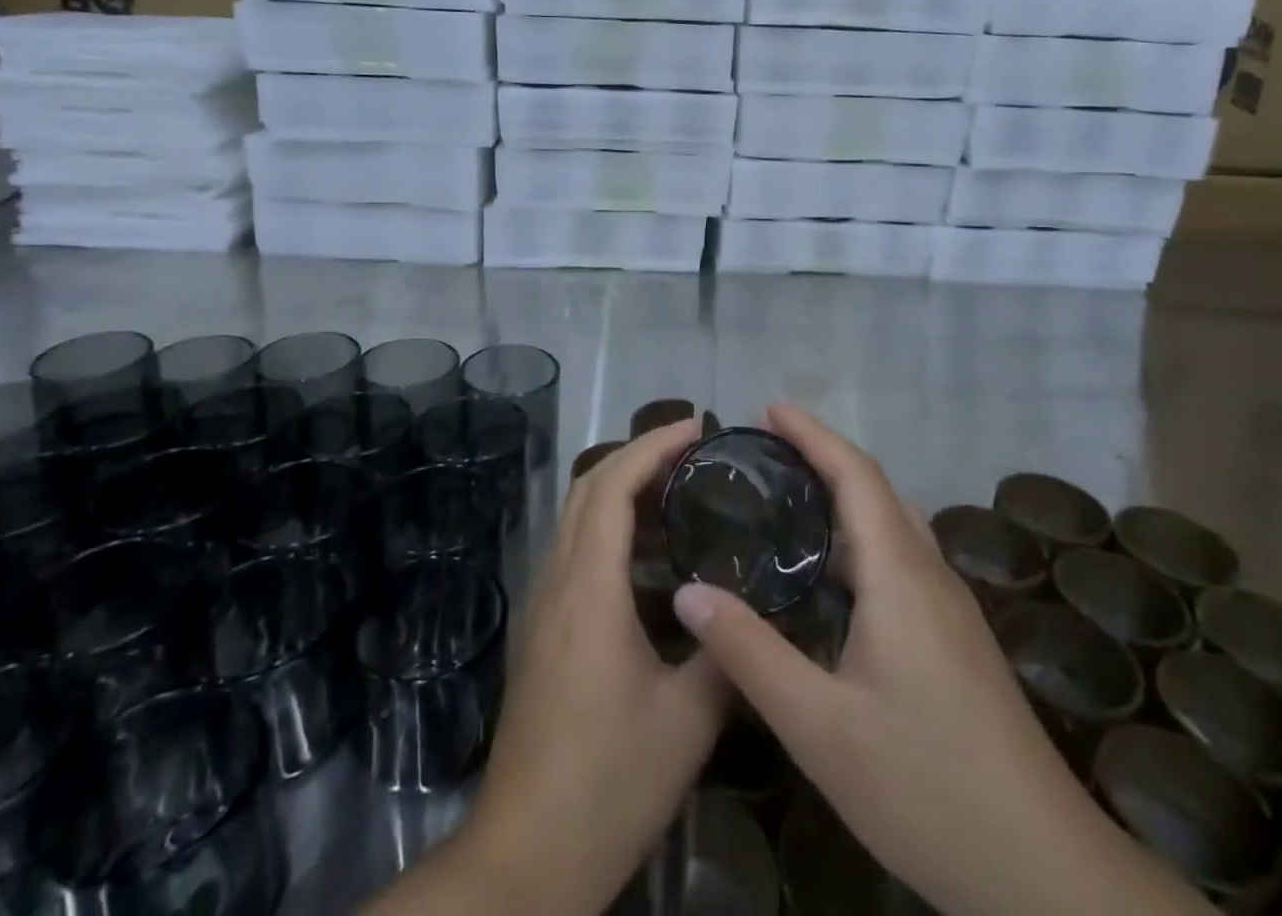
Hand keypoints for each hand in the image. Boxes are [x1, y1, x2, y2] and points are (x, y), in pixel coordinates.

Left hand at [386, 417, 729, 914]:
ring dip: (621, 486)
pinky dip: (610, 523)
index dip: (652, 445)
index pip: (612, 486)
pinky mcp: (544, 629)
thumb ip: (725, 655)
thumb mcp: (686, 722)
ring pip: (577, 516)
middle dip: (637, 454)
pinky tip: (649, 553)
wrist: (526, 855)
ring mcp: (545, 604)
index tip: (696, 426)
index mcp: (589, 590)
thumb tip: (755, 609)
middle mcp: (559, 582)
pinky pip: (575, 548)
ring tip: (678, 488)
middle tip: (692, 449)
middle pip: (588, 488)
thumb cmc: (608, 783)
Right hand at [672, 405, 1211, 915]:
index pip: (856, 475)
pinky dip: (861, 535)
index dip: (813, 434)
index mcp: (900, 576)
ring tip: (790, 497)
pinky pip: (903, 557)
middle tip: (767, 450)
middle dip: (824, 455)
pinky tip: (832, 574)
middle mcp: (930, 575)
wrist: (1045, 873)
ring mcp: (951, 608)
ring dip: (845, 494)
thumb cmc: (927, 788)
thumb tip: (688, 592)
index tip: (769, 409)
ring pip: (894, 524)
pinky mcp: (957, 638)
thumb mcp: (819, 727)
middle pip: (876, 489)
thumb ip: (750, 653)